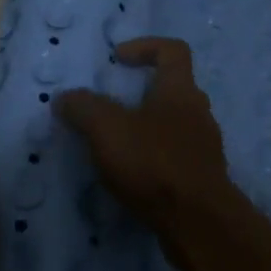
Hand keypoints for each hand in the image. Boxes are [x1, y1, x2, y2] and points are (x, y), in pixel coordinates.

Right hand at [55, 37, 229, 245]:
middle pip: (174, 89)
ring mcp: (205, 149)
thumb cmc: (154, 165)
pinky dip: (154, 159)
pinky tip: (132, 177)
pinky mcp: (203, 180)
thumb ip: (83, 108)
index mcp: (180, 92)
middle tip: (112, 108)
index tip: (117, 59)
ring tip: (117, 146)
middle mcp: (199, 114)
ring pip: (175, 126)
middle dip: (142, 93)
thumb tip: (65, 98)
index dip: (145, 46)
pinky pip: (176, 158)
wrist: (200, 224)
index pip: (173, 50)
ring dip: (147, 129)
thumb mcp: (107, 129)